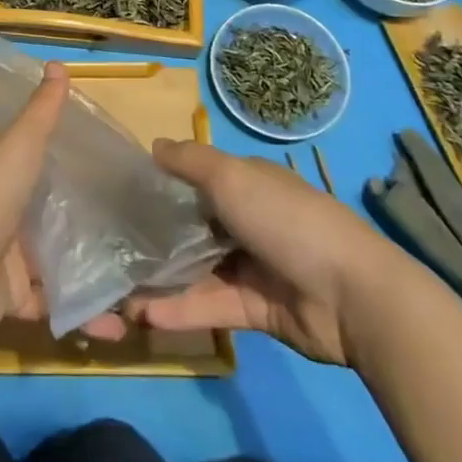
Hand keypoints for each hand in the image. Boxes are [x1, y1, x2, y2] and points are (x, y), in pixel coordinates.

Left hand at [0, 63, 125, 340]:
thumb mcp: (20, 147)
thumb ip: (41, 112)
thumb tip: (58, 63)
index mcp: (8, 178)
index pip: (47, 169)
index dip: (79, 170)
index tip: (123, 175)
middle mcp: (10, 217)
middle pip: (58, 220)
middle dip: (96, 228)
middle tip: (146, 233)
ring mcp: (13, 261)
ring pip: (62, 266)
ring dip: (96, 275)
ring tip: (143, 281)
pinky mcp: (15, 301)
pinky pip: (56, 307)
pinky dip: (84, 316)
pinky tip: (120, 323)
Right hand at [126, 141, 408, 365]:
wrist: (352, 295)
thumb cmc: (285, 219)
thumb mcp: (232, 176)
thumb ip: (190, 161)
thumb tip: (154, 146)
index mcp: (246, 184)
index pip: (196, 179)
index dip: (162, 184)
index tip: (122, 194)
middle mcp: (246, 221)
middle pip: (193, 226)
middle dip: (155, 236)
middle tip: (110, 248)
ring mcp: (251, 267)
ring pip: (196, 270)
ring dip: (160, 280)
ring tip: (116, 290)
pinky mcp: (254, 309)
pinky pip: (209, 306)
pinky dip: (179, 311)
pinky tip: (142, 315)